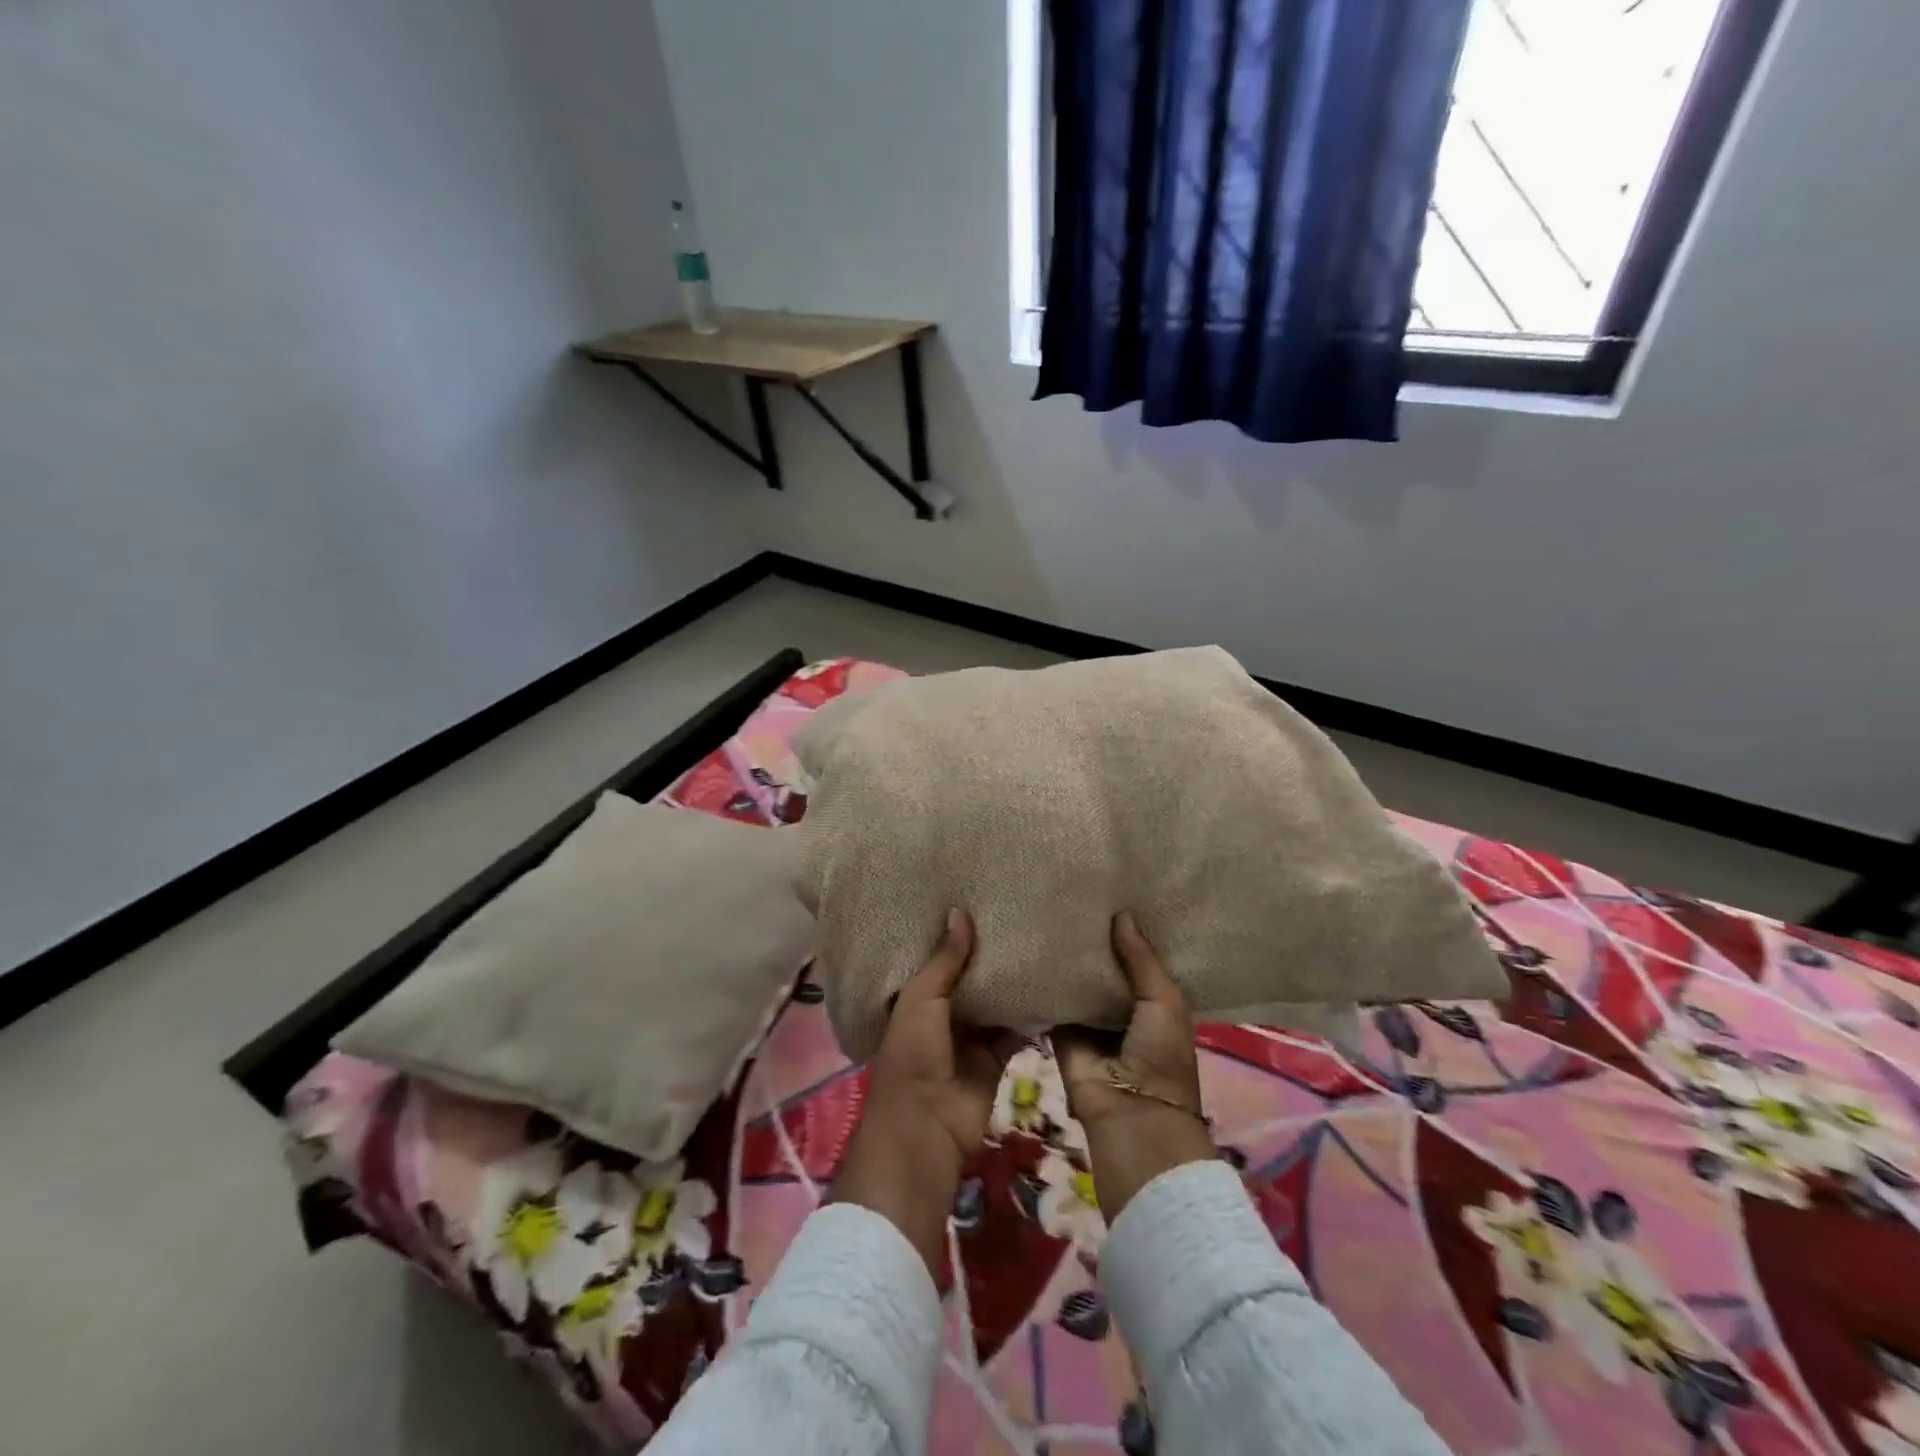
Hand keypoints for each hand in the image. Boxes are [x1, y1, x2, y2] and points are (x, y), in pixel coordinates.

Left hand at [830, 910, 1018, 1275]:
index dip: (957, 935)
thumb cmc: (913, 1054)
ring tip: (1041, 938)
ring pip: (997, 1001)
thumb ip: (945, 960)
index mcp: (918, 996)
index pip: (940, 958)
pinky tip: (1054, 983)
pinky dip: (1033, 1014)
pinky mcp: (998, 1057)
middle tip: (1020, 912)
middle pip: (973, 977)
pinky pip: (1018, 1029)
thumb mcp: (921, 999)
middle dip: (991, 954)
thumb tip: (959, 911)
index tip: (980, 897)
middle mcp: (946, 1012)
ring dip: (1014, 981)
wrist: (927, 1128)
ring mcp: (973, 1036)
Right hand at [1054, 913, 1214, 1221]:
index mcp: (1152, 999)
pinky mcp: (1059, 1028)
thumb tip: (1122, 913)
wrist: (1130, 1115)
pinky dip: (1042, 979)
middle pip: (1102, 964)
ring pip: (1074, 979)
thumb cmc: (1161, 1056)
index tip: (1108, 888)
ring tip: (1045, 907)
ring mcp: (1088, 1017)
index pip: (1136, 956)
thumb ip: (1141, 958)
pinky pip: (1050, 999)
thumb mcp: (1163, 1000)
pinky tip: (1028, 943)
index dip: (1125, 929)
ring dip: (1065, 955)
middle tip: (1069, 890)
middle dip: (1090, 937)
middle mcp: (1119, 1004)